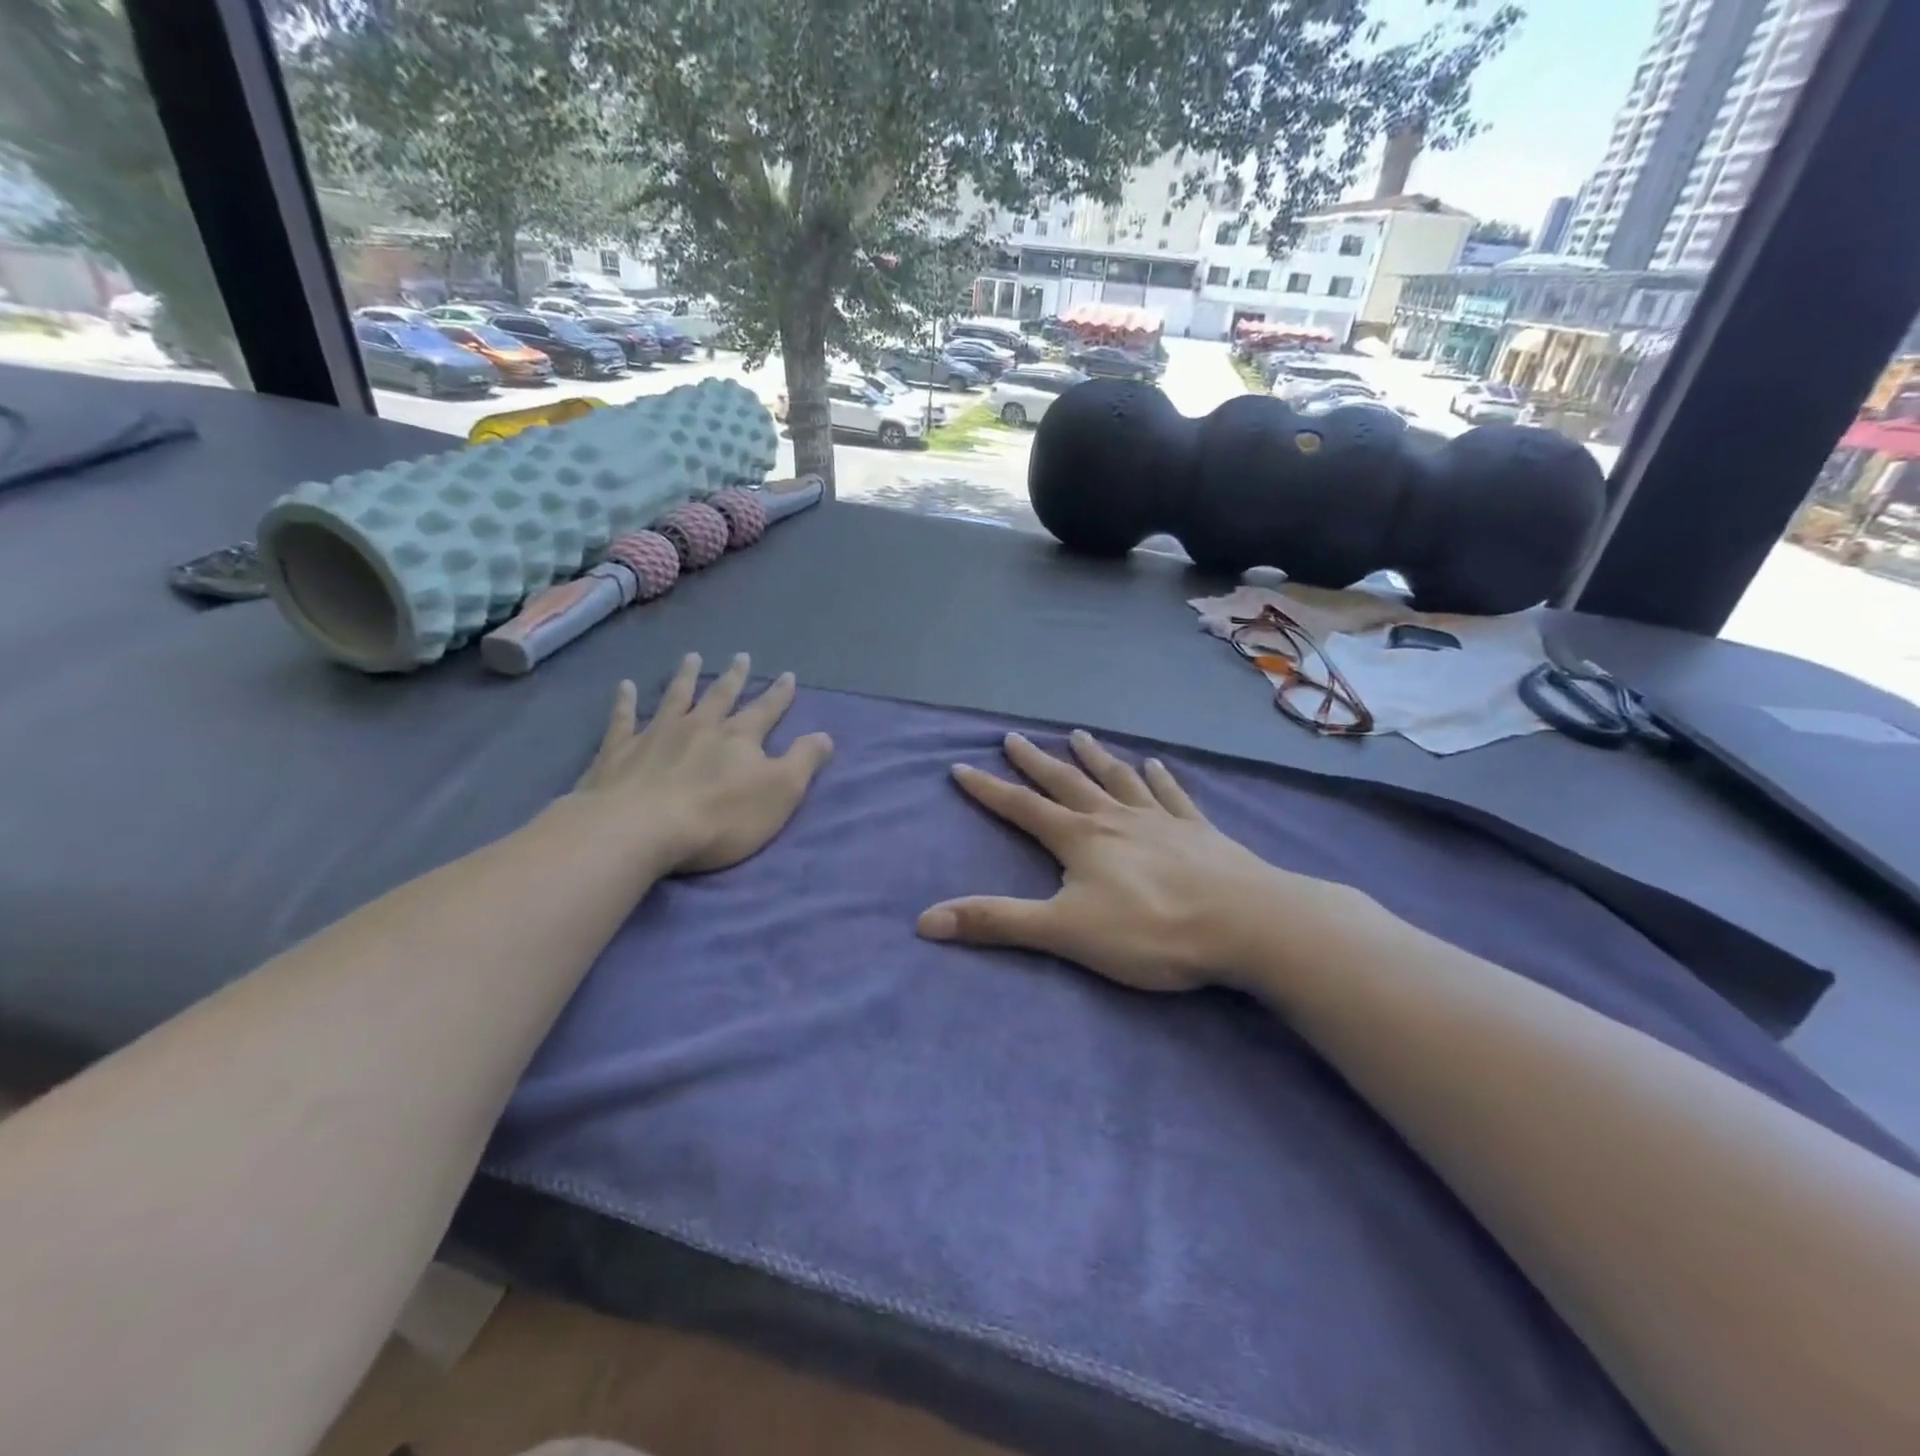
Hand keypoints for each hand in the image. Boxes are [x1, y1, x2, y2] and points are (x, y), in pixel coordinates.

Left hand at [572, 652, 832, 875]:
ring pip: (675, 698)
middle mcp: (700, 726)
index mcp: (739, 737)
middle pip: (720, 696)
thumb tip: (825, 735)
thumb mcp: (780, 792)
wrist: (640, 829)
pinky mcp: (619, 751)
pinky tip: (624, 686)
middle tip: (741, 656)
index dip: (779, 695)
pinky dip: (624, 701)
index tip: (788, 675)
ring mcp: (656, 734)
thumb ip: (803, 761)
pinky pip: (623, 719)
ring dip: (686, 677)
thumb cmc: (720, 817)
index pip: (765, 710)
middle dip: (734, 677)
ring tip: (692, 658)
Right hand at [917, 730, 1305, 992]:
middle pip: (1067, 782)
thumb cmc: (1150, 930)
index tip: (961, 766)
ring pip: (1118, 779)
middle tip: (1014, 737)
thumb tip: (925, 920)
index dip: (988, 789)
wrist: (1246, 924)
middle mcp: (1115, 818)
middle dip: (1036, 762)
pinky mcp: (1198, 831)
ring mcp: (1160, 820)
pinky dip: (1159, 778)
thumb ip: (997, 922)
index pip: (1022, 807)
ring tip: (1079, 734)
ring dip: (1094, 757)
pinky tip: (1155, 764)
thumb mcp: (1064, 932)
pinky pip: (1172, 795)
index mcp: (1080, 839)